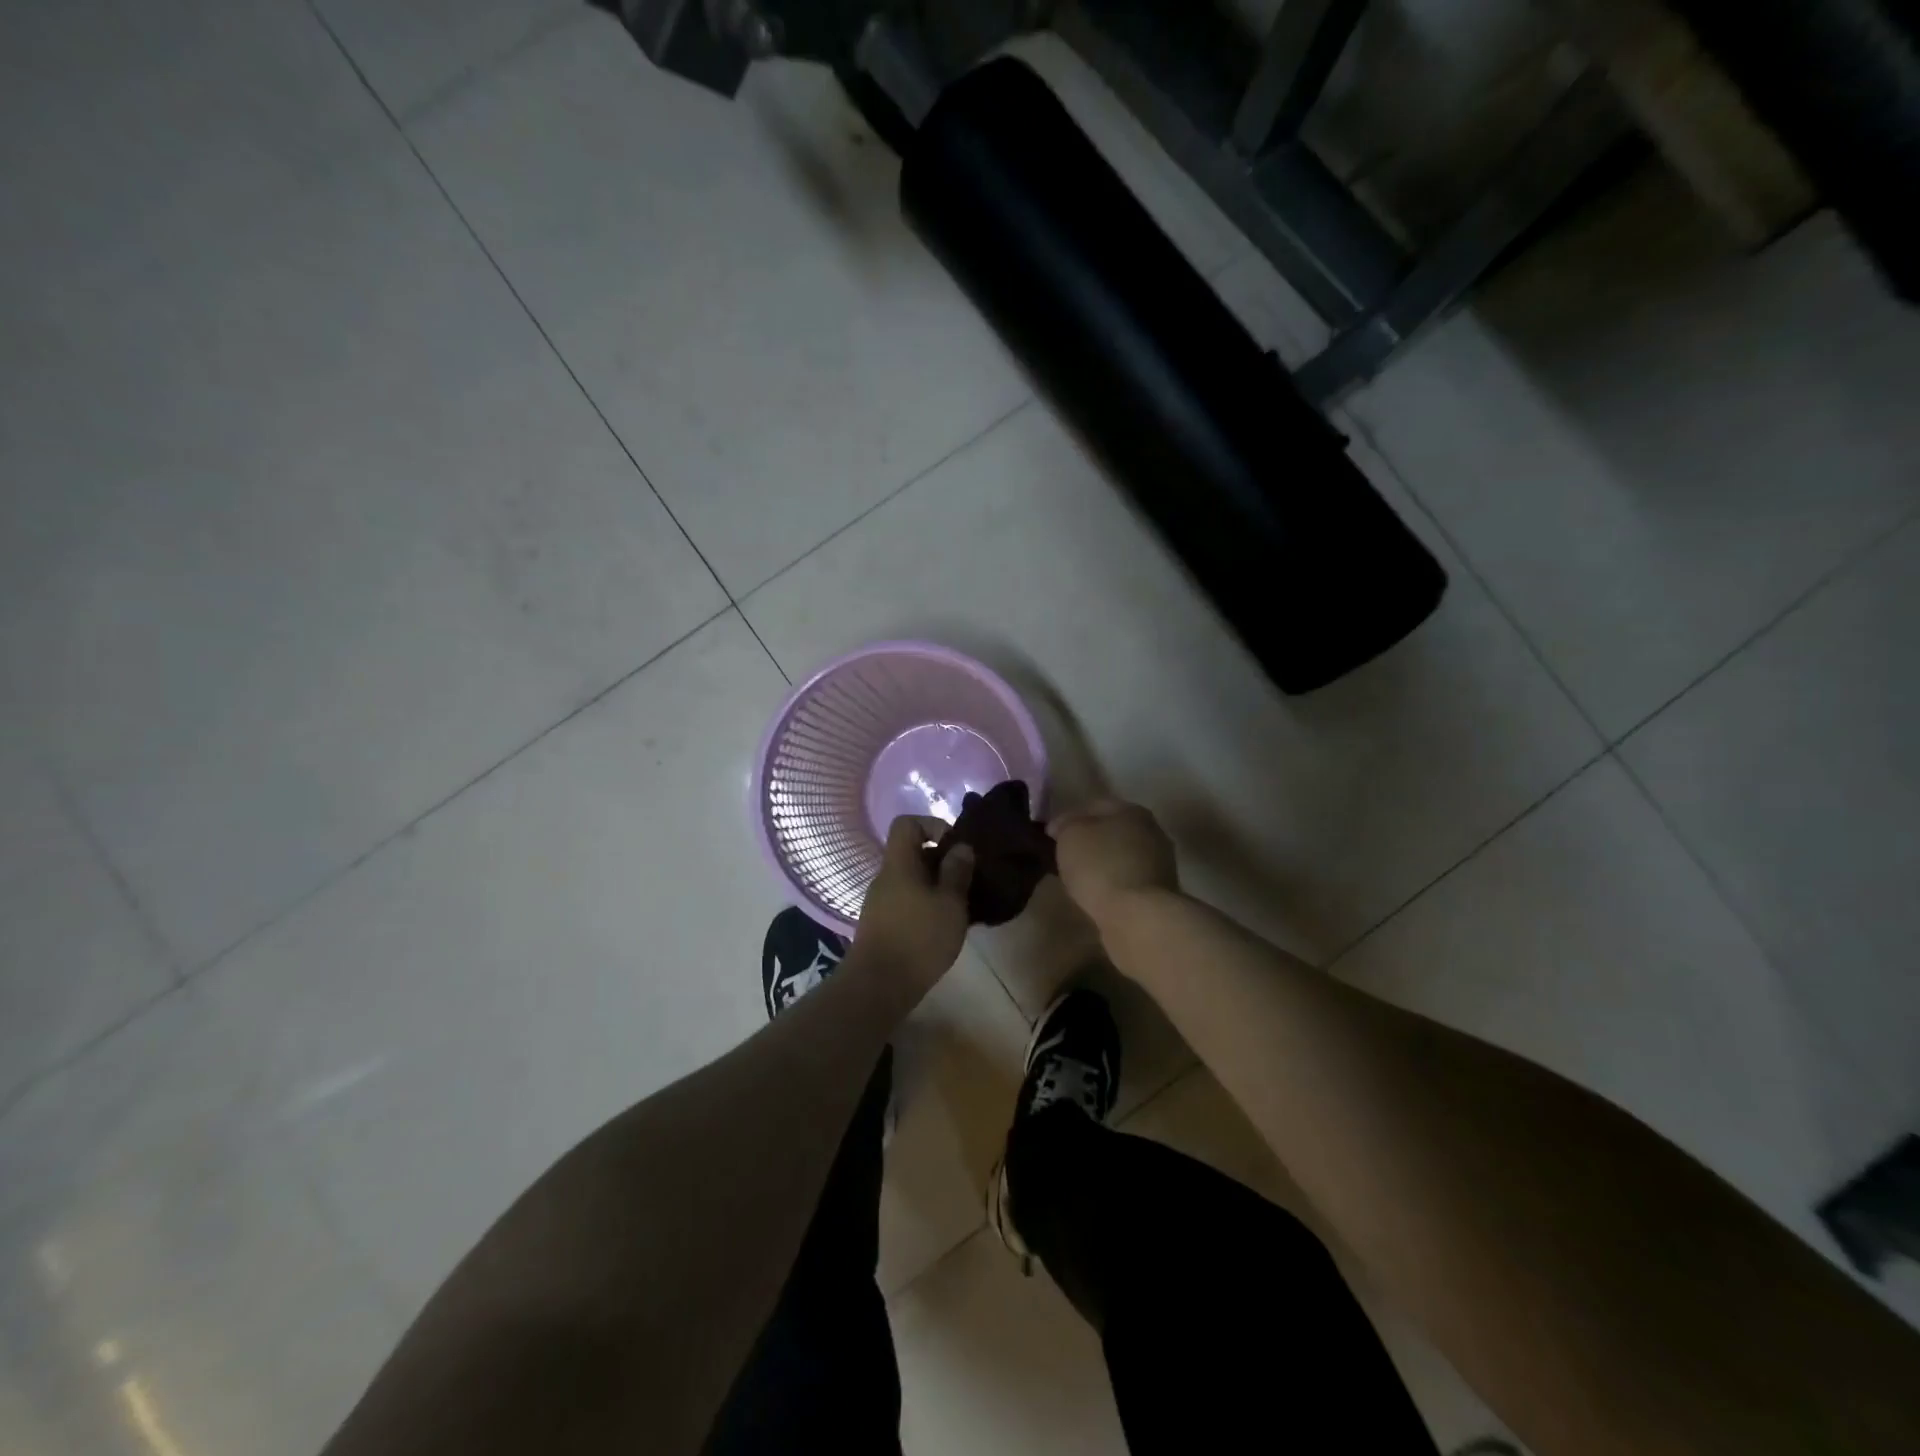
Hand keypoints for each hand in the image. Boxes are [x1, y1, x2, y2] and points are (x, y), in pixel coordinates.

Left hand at [848, 816, 974, 1006]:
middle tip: (967, 879)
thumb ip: (957, 872)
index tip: (955, 846)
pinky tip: (943, 926)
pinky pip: (907, 901)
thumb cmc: (918, 938)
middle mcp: (886, 877)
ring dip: (936, 886)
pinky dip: (926, 905)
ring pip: (911, 879)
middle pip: (912, 853)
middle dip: (941, 861)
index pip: (907, 823)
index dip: (932, 825)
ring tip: (960, 905)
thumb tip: (961, 846)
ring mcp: (880, 902)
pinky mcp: (882, 924)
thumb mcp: (950, 903)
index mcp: (899, 864)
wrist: (878, 986)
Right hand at [1048, 799, 1178, 929]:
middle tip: (1064, 857)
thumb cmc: (1101, 866)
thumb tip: (1062, 826)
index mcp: (1133, 810)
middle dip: (1089, 842)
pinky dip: (1111, 885)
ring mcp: (1159, 864)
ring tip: (1078, 878)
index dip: (1069, 818)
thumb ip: (1065, 825)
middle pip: (1112, 831)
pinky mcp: (1158, 894)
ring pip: (1120, 857)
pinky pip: (1126, 881)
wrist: (1137, 917)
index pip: (1094, 806)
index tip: (1051, 836)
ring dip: (1101, 865)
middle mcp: (1152, 832)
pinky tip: (1096, 894)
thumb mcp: (1070, 835)